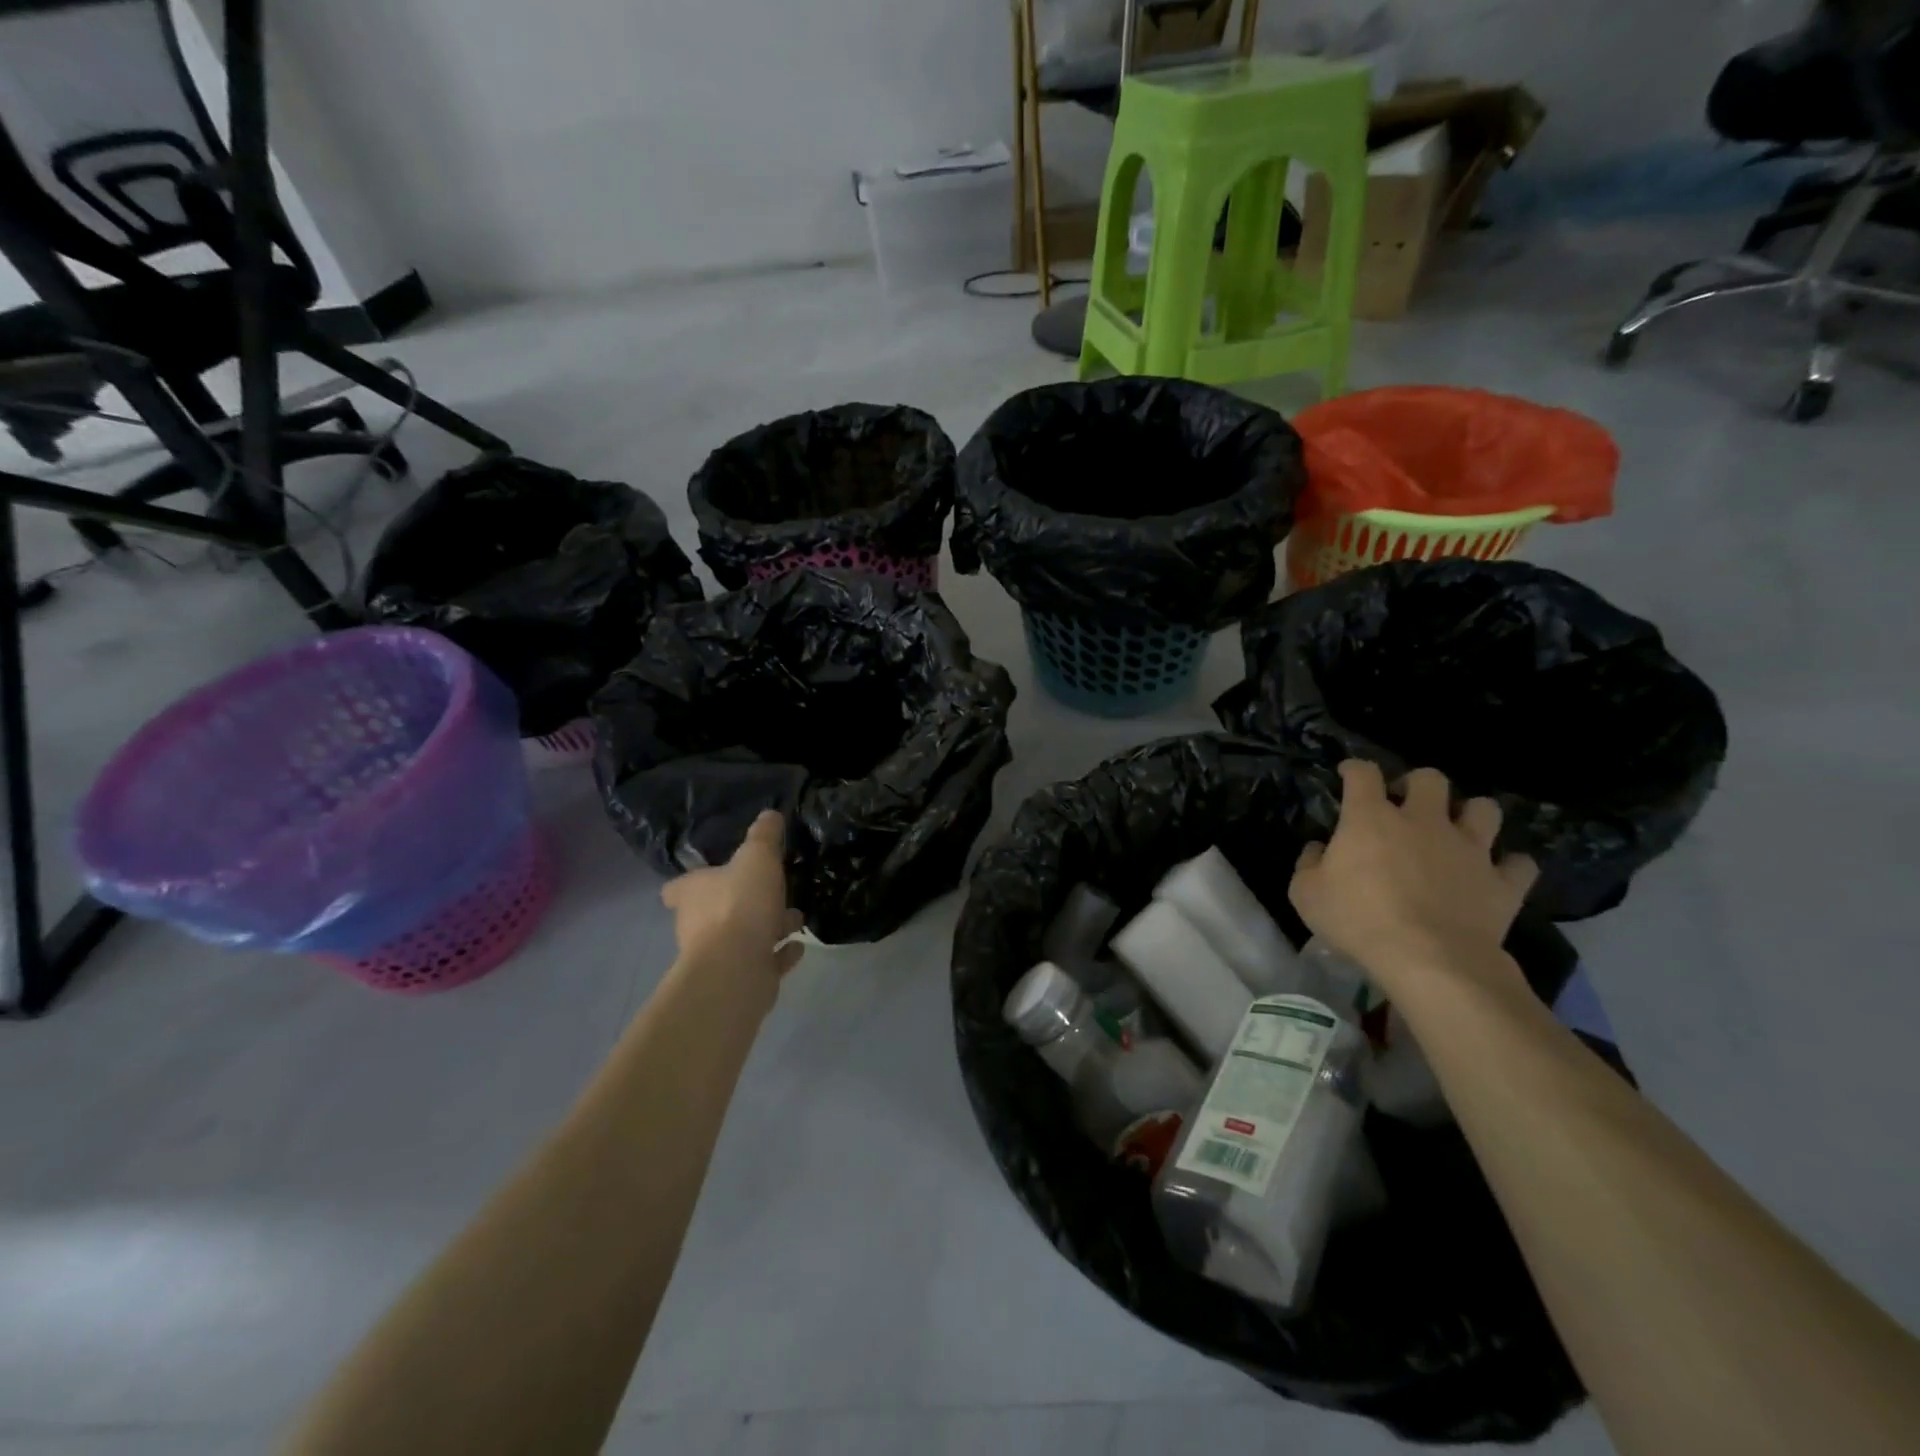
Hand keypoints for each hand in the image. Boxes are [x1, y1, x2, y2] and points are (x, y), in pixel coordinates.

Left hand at [661, 812, 804, 999]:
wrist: (737, 968)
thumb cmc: (739, 904)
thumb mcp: (757, 857)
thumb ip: (764, 836)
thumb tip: (770, 814)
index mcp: (693, 893)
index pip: (678, 888)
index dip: (690, 883)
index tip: (709, 877)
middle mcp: (698, 925)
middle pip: (716, 911)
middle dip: (745, 902)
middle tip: (772, 892)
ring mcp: (719, 955)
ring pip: (744, 936)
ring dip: (769, 927)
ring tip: (796, 918)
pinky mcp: (741, 978)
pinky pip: (764, 961)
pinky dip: (779, 954)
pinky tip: (798, 946)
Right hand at [1290, 761, 1537, 1005]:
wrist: (1428, 960)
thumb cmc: (1357, 920)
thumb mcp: (1306, 894)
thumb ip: (1309, 864)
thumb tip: (1317, 849)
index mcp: (1371, 818)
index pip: (1363, 773)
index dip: (1355, 769)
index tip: (1349, 774)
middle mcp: (1424, 821)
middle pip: (1430, 779)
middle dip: (1418, 785)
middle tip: (1407, 805)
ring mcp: (1469, 849)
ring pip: (1484, 809)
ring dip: (1471, 815)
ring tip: (1458, 832)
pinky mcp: (1502, 883)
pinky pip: (1519, 864)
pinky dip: (1509, 866)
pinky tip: (1497, 874)